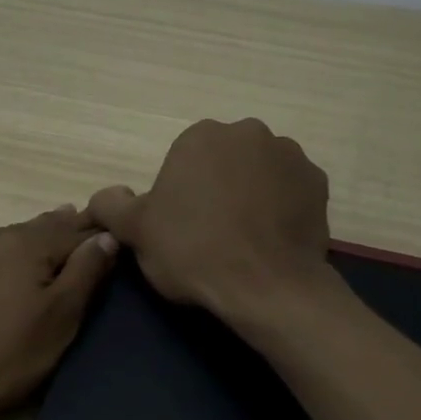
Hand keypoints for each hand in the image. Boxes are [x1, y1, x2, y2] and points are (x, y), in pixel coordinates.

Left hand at [0, 206, 119, 419]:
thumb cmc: (4, 356)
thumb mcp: (59, 319)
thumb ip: (86, 272)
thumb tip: (106, 235)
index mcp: (28, 243)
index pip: (77, 229)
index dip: (100, 234)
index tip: (119, 236)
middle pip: (42, 227)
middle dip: (67, 230)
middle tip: (88, 232)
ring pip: (10, 238)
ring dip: (35, 240)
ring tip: (52, 241)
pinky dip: (3, 258)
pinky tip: (3, 270)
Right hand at [87, 118, 333, 327]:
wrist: (266, 286)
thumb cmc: (194, 252)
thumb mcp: (137, 232)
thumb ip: (112, 206)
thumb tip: (103, 197)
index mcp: (201, 136)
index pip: (183, 163)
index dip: (180, 197)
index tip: (182, 229)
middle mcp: (248, 133)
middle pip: (224, 162)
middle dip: (218, 188)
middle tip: (212, 234)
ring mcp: (289, 155)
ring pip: (259, 173)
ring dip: (251, 195)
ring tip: (245, 239)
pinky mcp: (318, 183)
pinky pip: (290, 191)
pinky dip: (281, 208)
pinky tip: (272, 239)